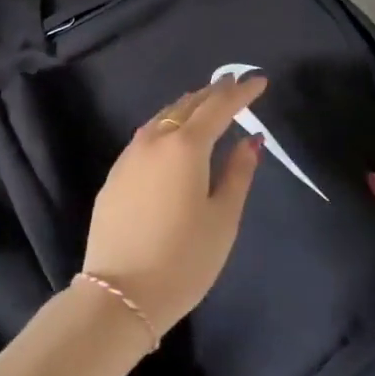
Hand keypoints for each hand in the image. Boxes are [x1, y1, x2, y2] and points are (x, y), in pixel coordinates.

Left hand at [81, 75, 265, 334]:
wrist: (119, 295)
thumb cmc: (183, 260)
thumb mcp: (223, 219)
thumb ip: (238, 173)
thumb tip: (252, 140)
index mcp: (186, 146)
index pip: (219, 107)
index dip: (241, 93)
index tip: (259, 80)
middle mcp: (155, 140)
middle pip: (188, 105)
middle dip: (214, 93)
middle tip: (234, 84)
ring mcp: (130, 156)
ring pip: (163, 116)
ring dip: (188, 106)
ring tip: (206, 102)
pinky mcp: (115, 175)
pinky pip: (147, 135)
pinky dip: (167, 124)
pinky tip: (172, 133)